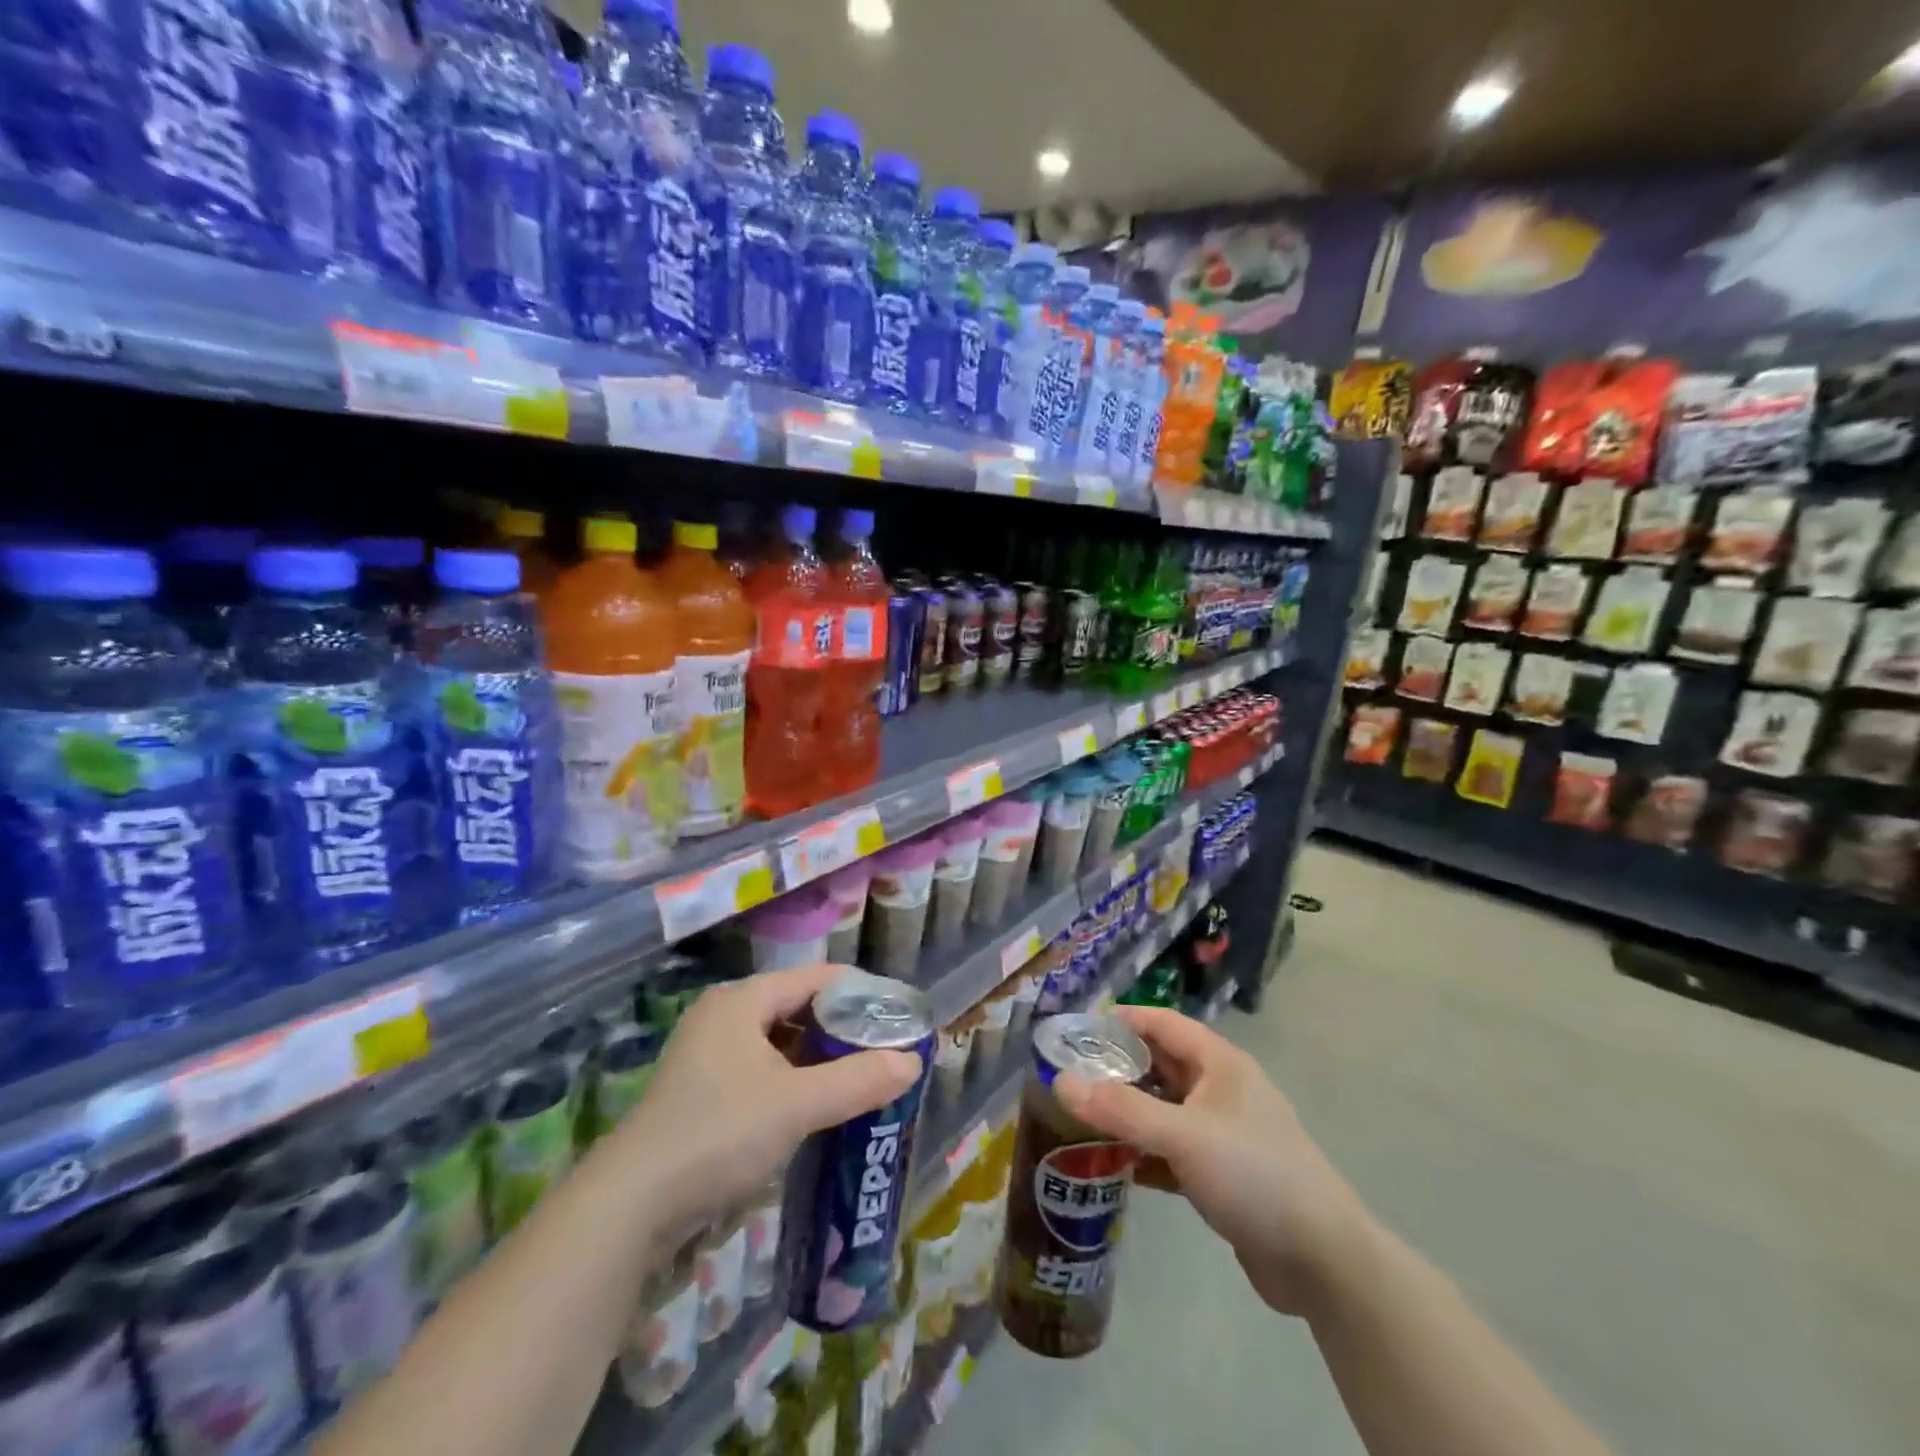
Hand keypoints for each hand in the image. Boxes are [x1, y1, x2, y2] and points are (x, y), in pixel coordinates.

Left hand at [610, 963, 922, 1236]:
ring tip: (860, 1078)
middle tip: (885, 1050)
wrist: (631, 1208)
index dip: (858, 992)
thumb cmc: (719, 1134)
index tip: (897, 1014)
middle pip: (796, 1009)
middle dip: (841, 1030)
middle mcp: (723, 1018)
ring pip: (778, 1045)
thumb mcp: (797, 1104)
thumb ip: (858, 1080)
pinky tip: (816, 1108)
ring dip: (818, 1060)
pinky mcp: (700, 1095)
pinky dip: (793, 1083)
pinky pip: (761, 1073)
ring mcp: (707, 1057)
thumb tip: (913, 1062)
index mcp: (741, 1000)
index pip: (815, 977)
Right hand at [1055, 1005, 1370, 1316]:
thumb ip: (1122, 1109)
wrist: (1322, 1261)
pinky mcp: (1221, 1173)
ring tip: (1079, 1118)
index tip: (1077, 1030)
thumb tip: (1061, 1081)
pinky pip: (1172, 1149)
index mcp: (1219, 1063)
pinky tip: (1113, 1165)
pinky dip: (1144, 1152)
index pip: (1162, 1023)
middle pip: (1160, 1065)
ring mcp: (1223, 1132)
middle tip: (1069, 1077)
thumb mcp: (1183, 1135)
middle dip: (1117, 1068)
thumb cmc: (1254, 1175)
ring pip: (1164, 1109)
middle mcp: (1221, 1089)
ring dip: (1128, 1112)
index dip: (1121, 1020)